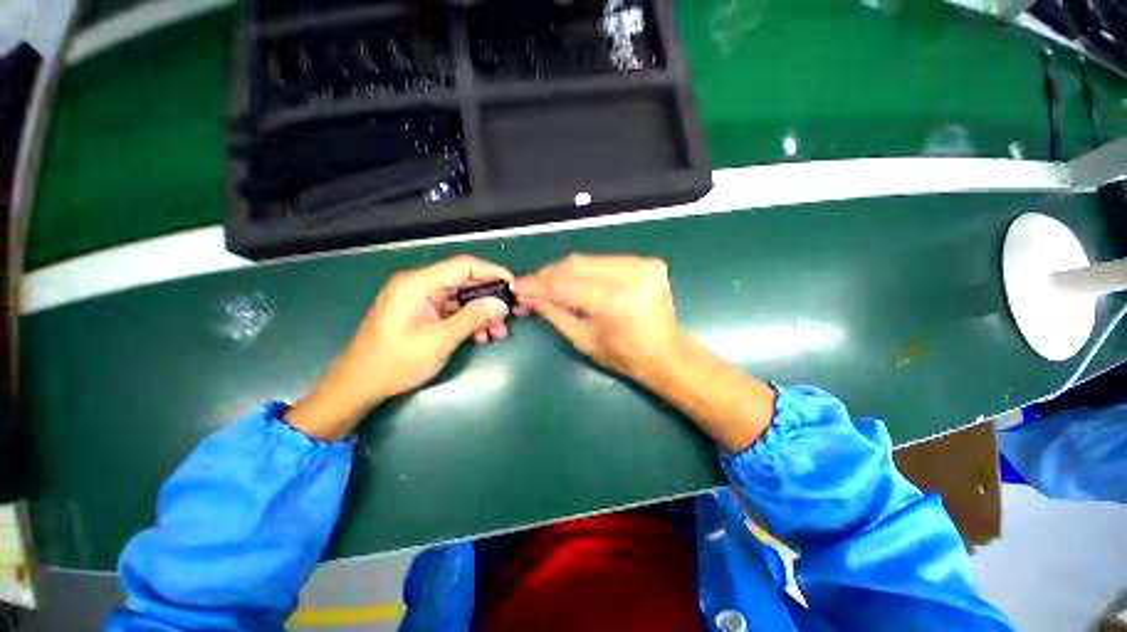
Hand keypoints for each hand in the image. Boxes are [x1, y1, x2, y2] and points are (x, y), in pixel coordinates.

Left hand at [286, 256, 512, 439]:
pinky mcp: (421, 312)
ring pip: (460, 298)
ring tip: (498, 333)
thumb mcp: (439, 341)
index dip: (492, 272)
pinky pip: (451, 310)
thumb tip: (501, 304)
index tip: (513, 287)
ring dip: (481, 313)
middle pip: (464, 282)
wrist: (357, 385)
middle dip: (489, 299)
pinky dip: (468, 320)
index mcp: (418, 283)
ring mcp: (419, 299)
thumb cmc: (395, 362)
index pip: (464, 265)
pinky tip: (481, 336)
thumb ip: (472, 319)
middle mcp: (419, 285)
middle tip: (508, 318)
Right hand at [517, 253, 774, 452]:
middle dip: (548, 275)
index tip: (517, 287)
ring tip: (546, 282)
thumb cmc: (624, 356)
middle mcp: (632, 276)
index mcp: (617, 303)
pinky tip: (571, 280)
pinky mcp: (647, 262)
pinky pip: (603, 261)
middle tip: (529, 284)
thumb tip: (529, 297)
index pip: (567, 286)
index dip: (538, 286)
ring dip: (563, 271)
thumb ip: (555, 314)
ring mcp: (643, 265)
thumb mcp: (583, 339)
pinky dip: (584, 270)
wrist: (666, 353)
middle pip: (576, 265)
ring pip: (588, 260)